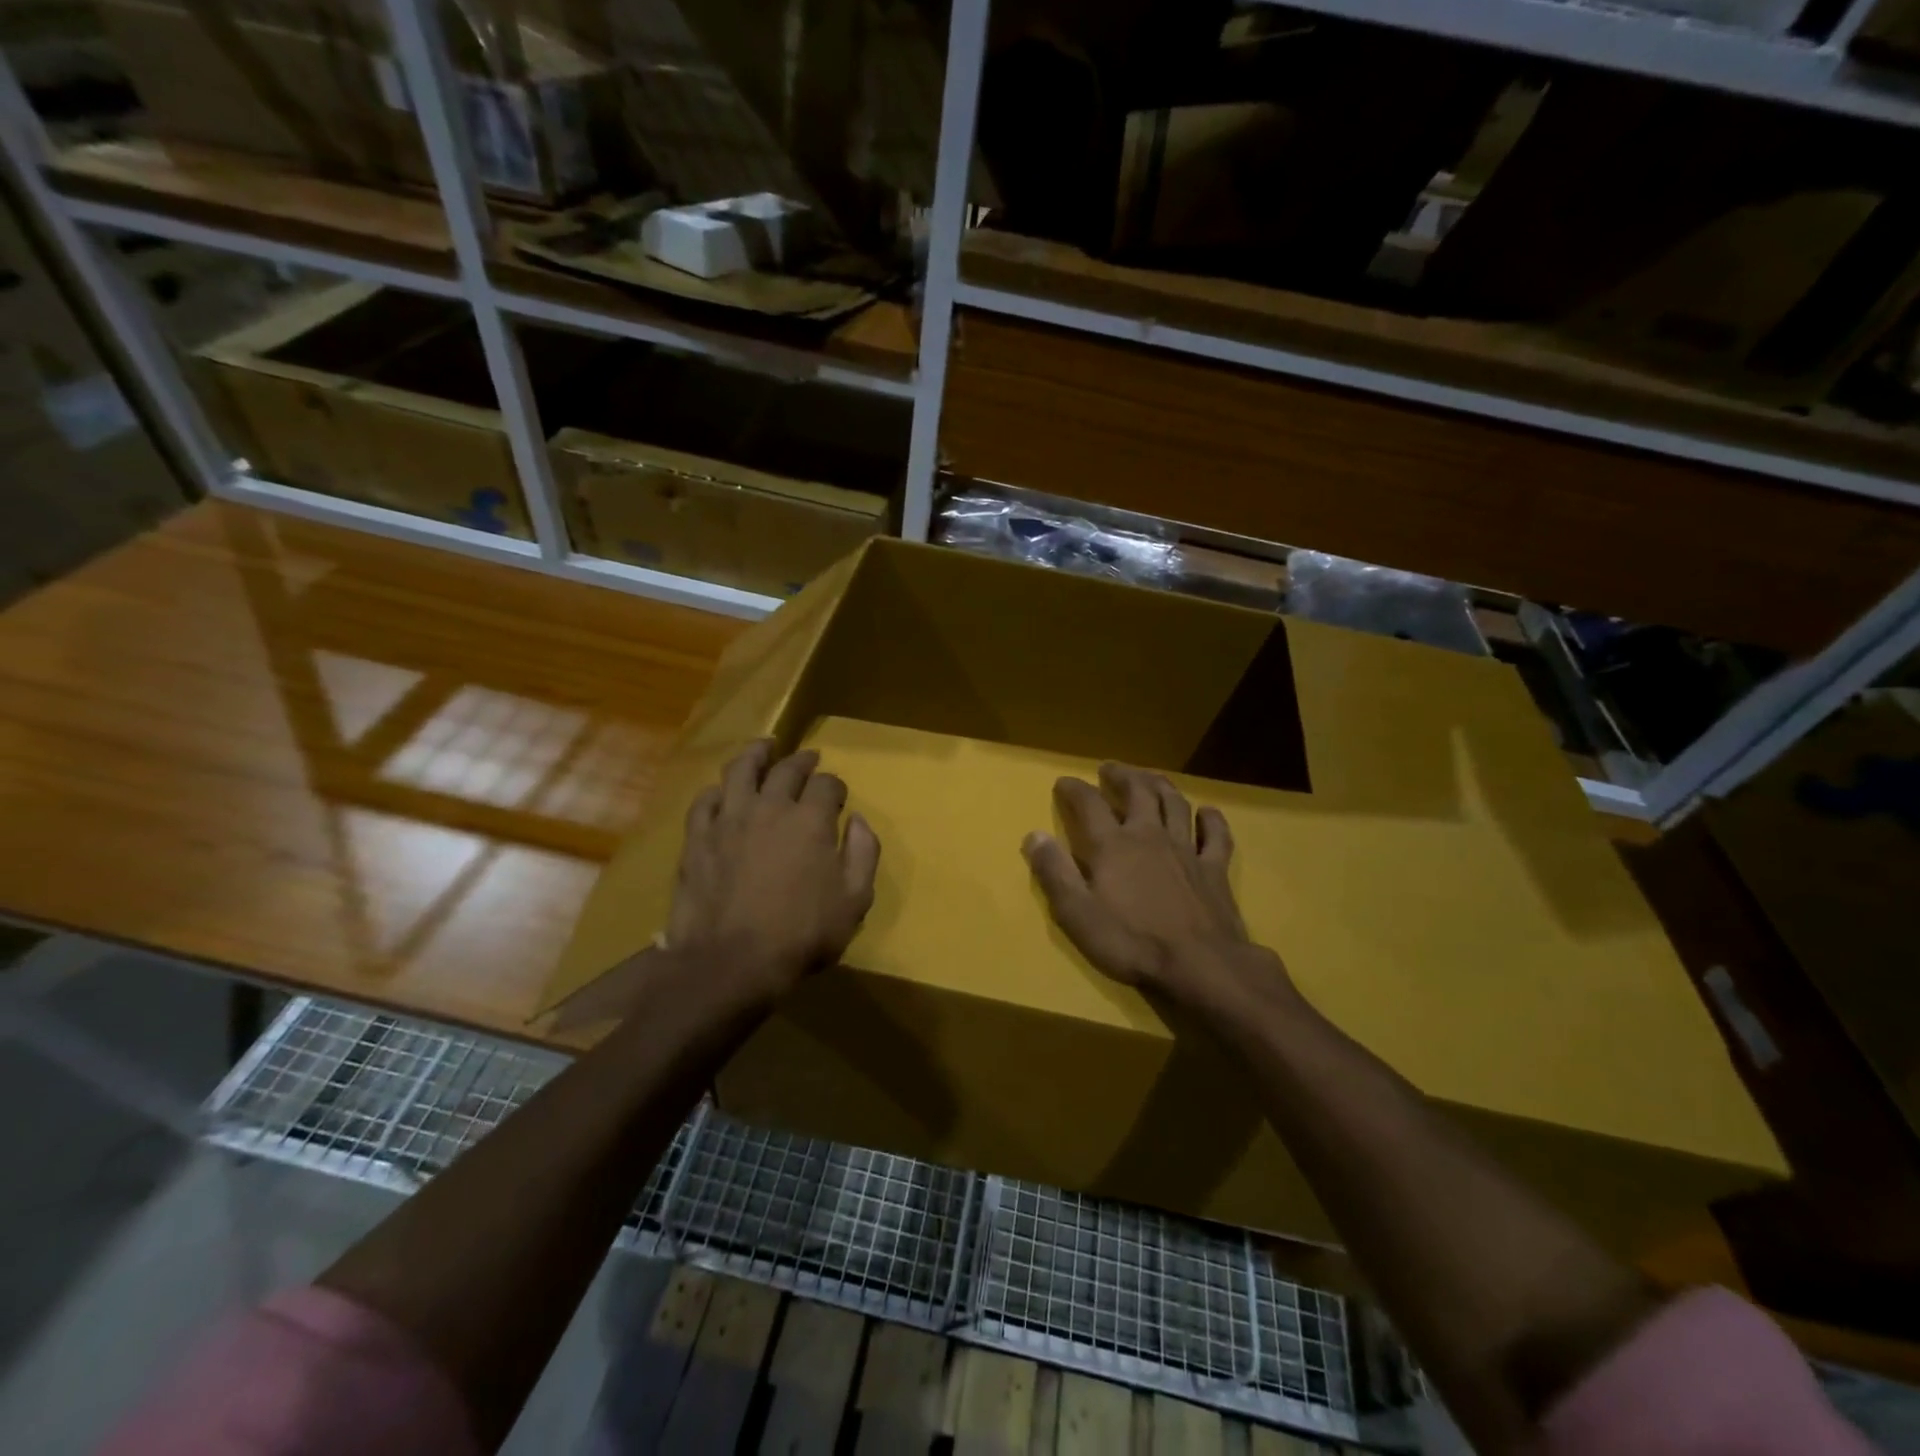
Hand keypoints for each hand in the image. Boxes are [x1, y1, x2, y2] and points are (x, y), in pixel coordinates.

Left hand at [667, 740, 878, 1006]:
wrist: (730, 963)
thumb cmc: (801, 935)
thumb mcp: (854, 901)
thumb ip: (863, 853)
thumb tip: (857, 820)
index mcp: (810, 820)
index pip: (827, 784)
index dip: (835, 785)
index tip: (837, 795)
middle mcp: (770, 807)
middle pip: (786, 769)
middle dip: (802, 761)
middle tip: (808, 759)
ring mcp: (728, 819)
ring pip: (740, 770)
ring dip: (756, 754)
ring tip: (764, 747)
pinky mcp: (697, 838)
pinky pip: (705, 801)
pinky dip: (717, 790)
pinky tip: (722, 791)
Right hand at [1023, 763, 1293, 1019]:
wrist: (1201, 965)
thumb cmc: (1132, 942)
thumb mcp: (1078, 914)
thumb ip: (1055, 873)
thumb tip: (1034, 835)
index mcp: (1113, 845)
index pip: (1089, 804)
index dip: (1074, 789)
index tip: (1063, 782)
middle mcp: (1149, 835)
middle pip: (1137, 792)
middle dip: (1121, 775)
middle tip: (1110, 767)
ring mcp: (1186, 849)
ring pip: (1175, 803)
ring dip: (1160, 785)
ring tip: (1150, 777)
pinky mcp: (1214, 868)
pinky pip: (1216, 835)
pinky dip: (1211, 819)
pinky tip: (1207, 812)